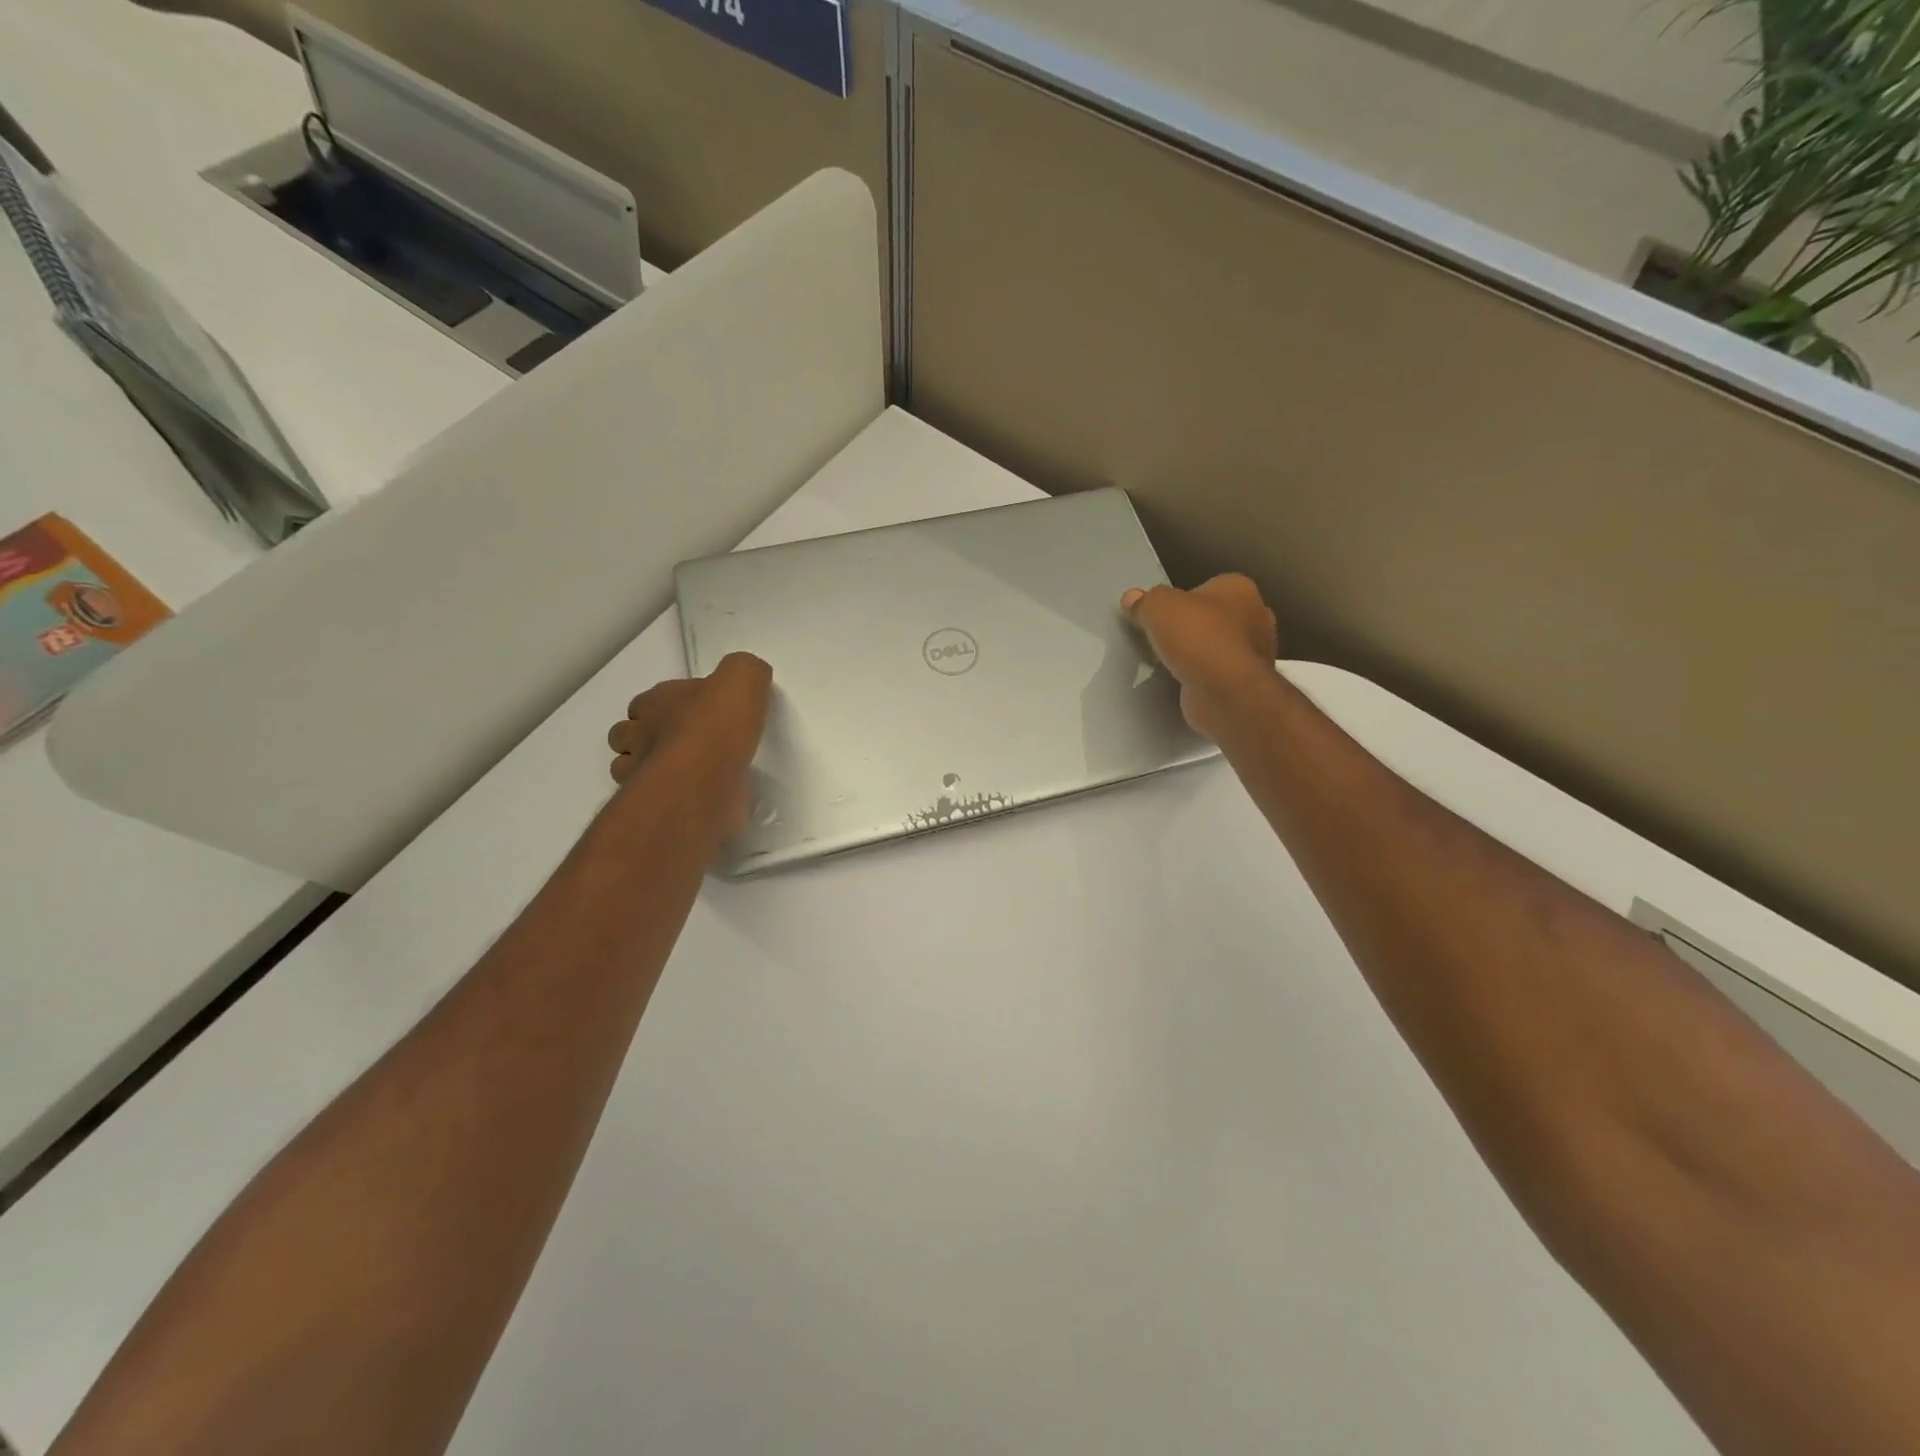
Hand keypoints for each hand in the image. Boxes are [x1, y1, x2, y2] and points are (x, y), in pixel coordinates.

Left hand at [607, 653, 771, 835]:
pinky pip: (653, 801)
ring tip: (680, 774)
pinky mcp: (654, 807)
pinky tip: (688, 797)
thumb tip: (747, 678)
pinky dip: (665, 798)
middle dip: (644, 738)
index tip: (689, 715)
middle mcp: (639, 735)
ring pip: (629, 769)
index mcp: (657, 702)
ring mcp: (640, 774)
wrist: (704, 780)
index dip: (662, 706)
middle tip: (680, 746)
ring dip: (647, 769)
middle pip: (626, 734)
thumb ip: (744, 671)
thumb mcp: (743, 678)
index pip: (646, 701)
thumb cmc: (717, 725)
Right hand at [1122, 575, 1278, 739]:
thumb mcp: (1157, 607)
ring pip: (1219, 646)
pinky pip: (1220, 673)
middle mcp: (1257, 616)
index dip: (1182, 600)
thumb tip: (1131, 598)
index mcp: (1239, 588)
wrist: (1225, 692)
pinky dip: (1205, 677)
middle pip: (1214, 617)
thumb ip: (1145, 601)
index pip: (1207, 587)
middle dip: (1192, 628)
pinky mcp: (1249, 683)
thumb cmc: (1197, 637)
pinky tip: (1185, 683)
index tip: (1162, 616)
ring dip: (1199, 654)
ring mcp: (1257, 652)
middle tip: (1164, 640)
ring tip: (1171, 664)